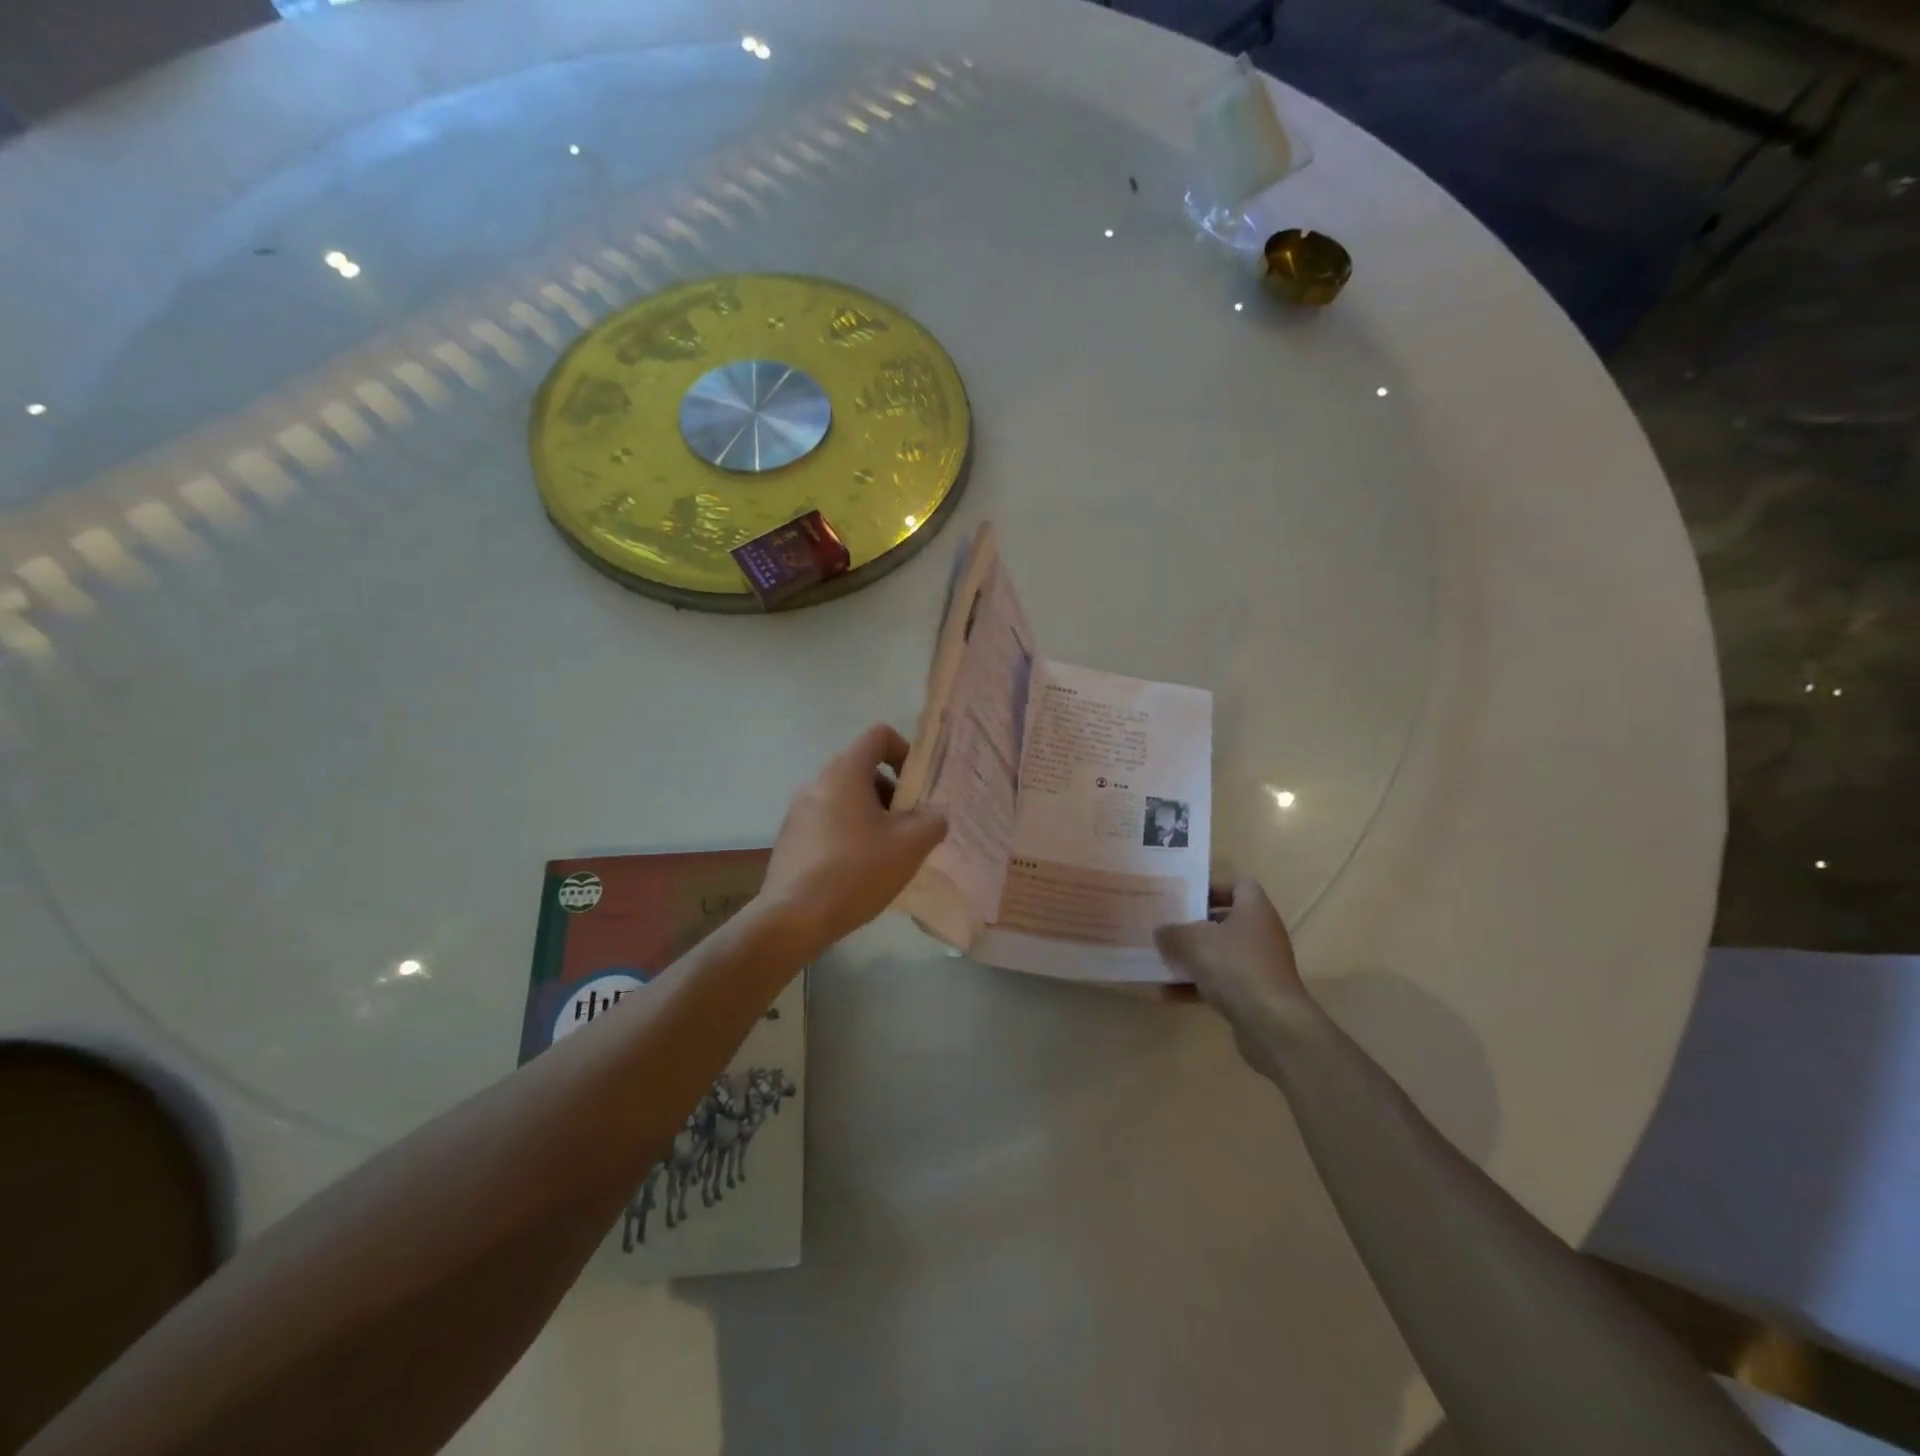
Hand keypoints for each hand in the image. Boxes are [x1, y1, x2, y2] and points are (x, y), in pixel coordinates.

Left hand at [761, 724, 948, 955]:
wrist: (794, 918)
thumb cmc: (857, 871)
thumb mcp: (910, 846)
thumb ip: (933, 821)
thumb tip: (935, 814)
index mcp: (845, 772)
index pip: (879, 736)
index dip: (905, 752)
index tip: (917, 788)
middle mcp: (817, 783)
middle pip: (863, 770)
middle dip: (892, 794)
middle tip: (909, 828)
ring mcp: (798, 811)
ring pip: (846, 799)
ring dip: (872, 816)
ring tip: (887, 854)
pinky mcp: (790, 839)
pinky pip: (828, 823)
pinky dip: (849, 834)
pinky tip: (859, 871)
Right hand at [1154, 877, 1314, 1081]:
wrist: (1273, 1025)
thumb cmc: (1236, 967)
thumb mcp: (1192, 942)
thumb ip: (1172, 933)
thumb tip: (1161, 932)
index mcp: (1254, 910)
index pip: (1238, 885)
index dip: (1212, 887)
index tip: (1184, 895)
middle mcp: (1261, 934)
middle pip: (1225, 921)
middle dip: (1194, 925)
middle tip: (1165, 925)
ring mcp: (1259, 967)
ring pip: (1220, 955)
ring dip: (1191, 958)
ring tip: (1160, 959)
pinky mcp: (1253, 996)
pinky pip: (1219, 984)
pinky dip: (1194, 987)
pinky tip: (1164, 994)